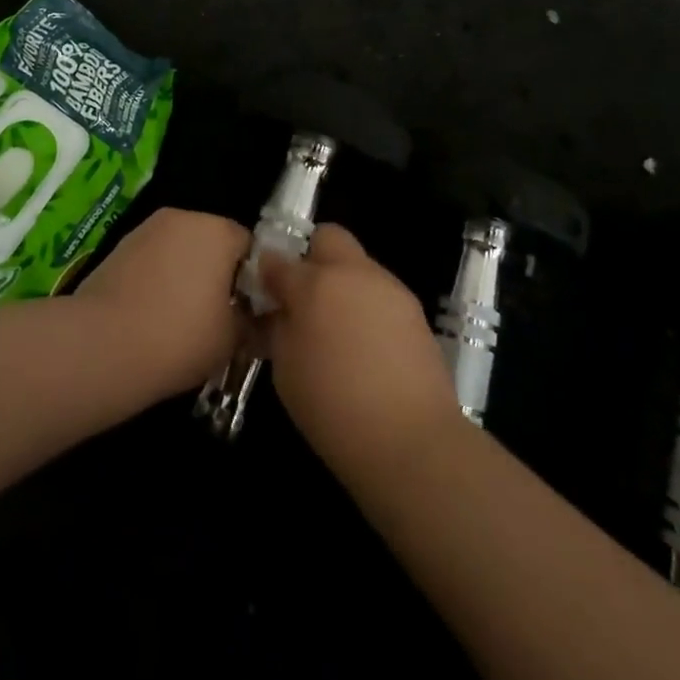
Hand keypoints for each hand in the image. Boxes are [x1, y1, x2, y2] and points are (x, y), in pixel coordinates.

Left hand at [76, 207, 250, 394]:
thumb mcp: (231, 340)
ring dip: (185, 274)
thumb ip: (250, 321)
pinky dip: (157, 279)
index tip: (246, 310)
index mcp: (218, 230)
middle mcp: (183, 217)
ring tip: (180, 318)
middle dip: (216, 273)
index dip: (252, 278)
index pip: (248, 245)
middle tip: (216, 315)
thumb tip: (251, 317)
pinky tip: (151, 314)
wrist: (102, 345)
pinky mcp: (118, 246)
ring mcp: (146, 229)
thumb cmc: (180, 337)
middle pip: (211, 241)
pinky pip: (152, 260)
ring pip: (179, 249)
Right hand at [257, 224, 464, 469]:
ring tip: (339, 329)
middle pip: (327, 238)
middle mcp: (352, 273)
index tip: (265, 293)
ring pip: (357, 265)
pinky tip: (367, 345)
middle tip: (305, 298)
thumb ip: (279, 328)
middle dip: (312, 257)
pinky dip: (367, 306)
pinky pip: (380, 292)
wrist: (411, 441)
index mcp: (314, 284)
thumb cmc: (334, 409)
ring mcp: (388, 287)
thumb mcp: (286, 371)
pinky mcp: (414, 308)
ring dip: (342, 283)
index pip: (277, 260)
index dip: (267, 273)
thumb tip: (278, 310)